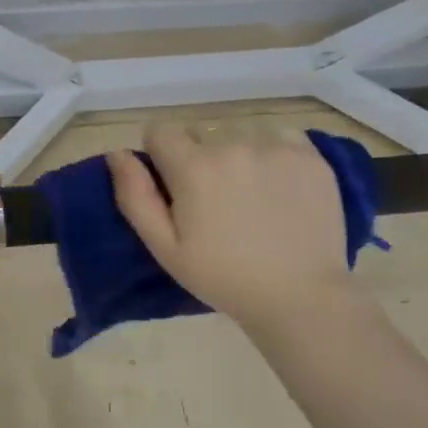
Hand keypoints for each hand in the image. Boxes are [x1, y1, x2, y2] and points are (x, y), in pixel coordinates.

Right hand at [108, 125, 360, 332]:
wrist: (300, 296)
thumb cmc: (223, 278)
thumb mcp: (165, 248)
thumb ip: (135, 196)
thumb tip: (116, 153)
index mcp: (193, 166)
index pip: (160, 131)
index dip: (161, 157)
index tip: (175, 187)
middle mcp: (233, 144)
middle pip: (201, 134)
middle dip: (200, 159)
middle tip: (216, 202)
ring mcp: (276, 146)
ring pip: (240, 134)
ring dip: (238, 155)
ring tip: (252, 197)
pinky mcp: (311, 154)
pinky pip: (281, 136)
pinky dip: (275, 154)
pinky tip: (280, 188)